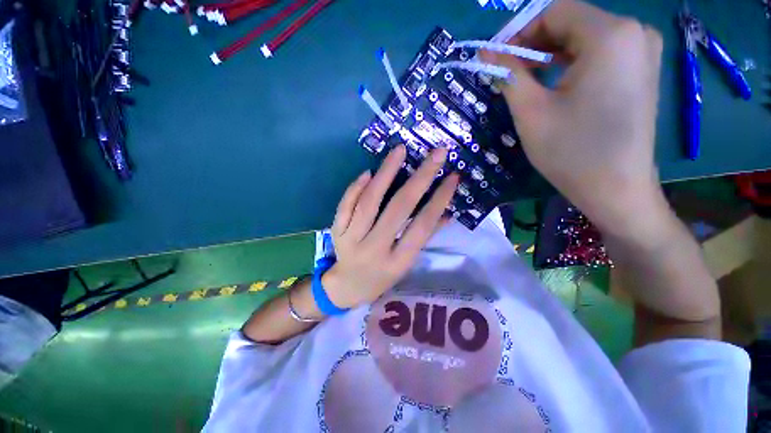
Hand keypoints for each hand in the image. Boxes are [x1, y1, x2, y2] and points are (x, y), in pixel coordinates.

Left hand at [322, 146, 458, 308]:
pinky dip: (357, 187)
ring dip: (386, 173)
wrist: (347, 287)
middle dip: (420, 178)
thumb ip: (424, 237)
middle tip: (436, 154)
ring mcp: (352, 239)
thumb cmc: (382, 277)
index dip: (439, 200)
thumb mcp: (406, 264)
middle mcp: (375, 249)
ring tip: (399, 150)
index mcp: (398, 261)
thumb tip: (447, 213)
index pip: (422, 226)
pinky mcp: (336, 232)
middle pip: (398, 208)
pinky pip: (345, 205)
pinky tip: (369, 172)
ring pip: (369, 202)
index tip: (452, 177)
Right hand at [481, 0, 664, 237]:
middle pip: (572, 22)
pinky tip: (557, 86)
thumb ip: (508, 75)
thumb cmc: (571, 151)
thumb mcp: (531, 111)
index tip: (498, 60)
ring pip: (584, 38)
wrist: (616, 188)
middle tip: (509, 74)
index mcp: (610, 35)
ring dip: (551, 56)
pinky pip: (600, 53)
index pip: (555, 12)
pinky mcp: (642, 70)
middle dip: (535, 44)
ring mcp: (643, 51)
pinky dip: (572, 63)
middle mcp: (634, 32)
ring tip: (528, 82)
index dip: (520, 32)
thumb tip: (485, 53)